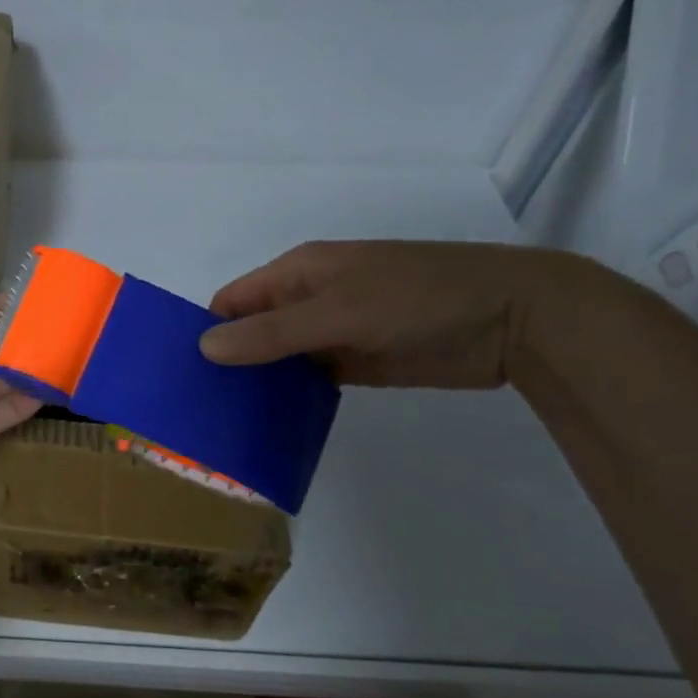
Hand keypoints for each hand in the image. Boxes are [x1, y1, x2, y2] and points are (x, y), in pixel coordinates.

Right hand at [199, 240, 591, 388]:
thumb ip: (272, 332)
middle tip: (197, 407)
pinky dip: (291, 400)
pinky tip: (270, 426)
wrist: (515, 318)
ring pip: (279, 360)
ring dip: (258, 385)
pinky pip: (310, 383)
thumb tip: (204, 348)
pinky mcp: (356, 365)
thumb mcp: (339, 309)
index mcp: (298, 272)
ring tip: (224, 423)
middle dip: (228, 363)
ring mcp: (333, 334)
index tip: (181, 372)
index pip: (234, 301)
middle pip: (253, 332)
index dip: (207, 330)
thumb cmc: (418, 297)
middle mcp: (308, 300)